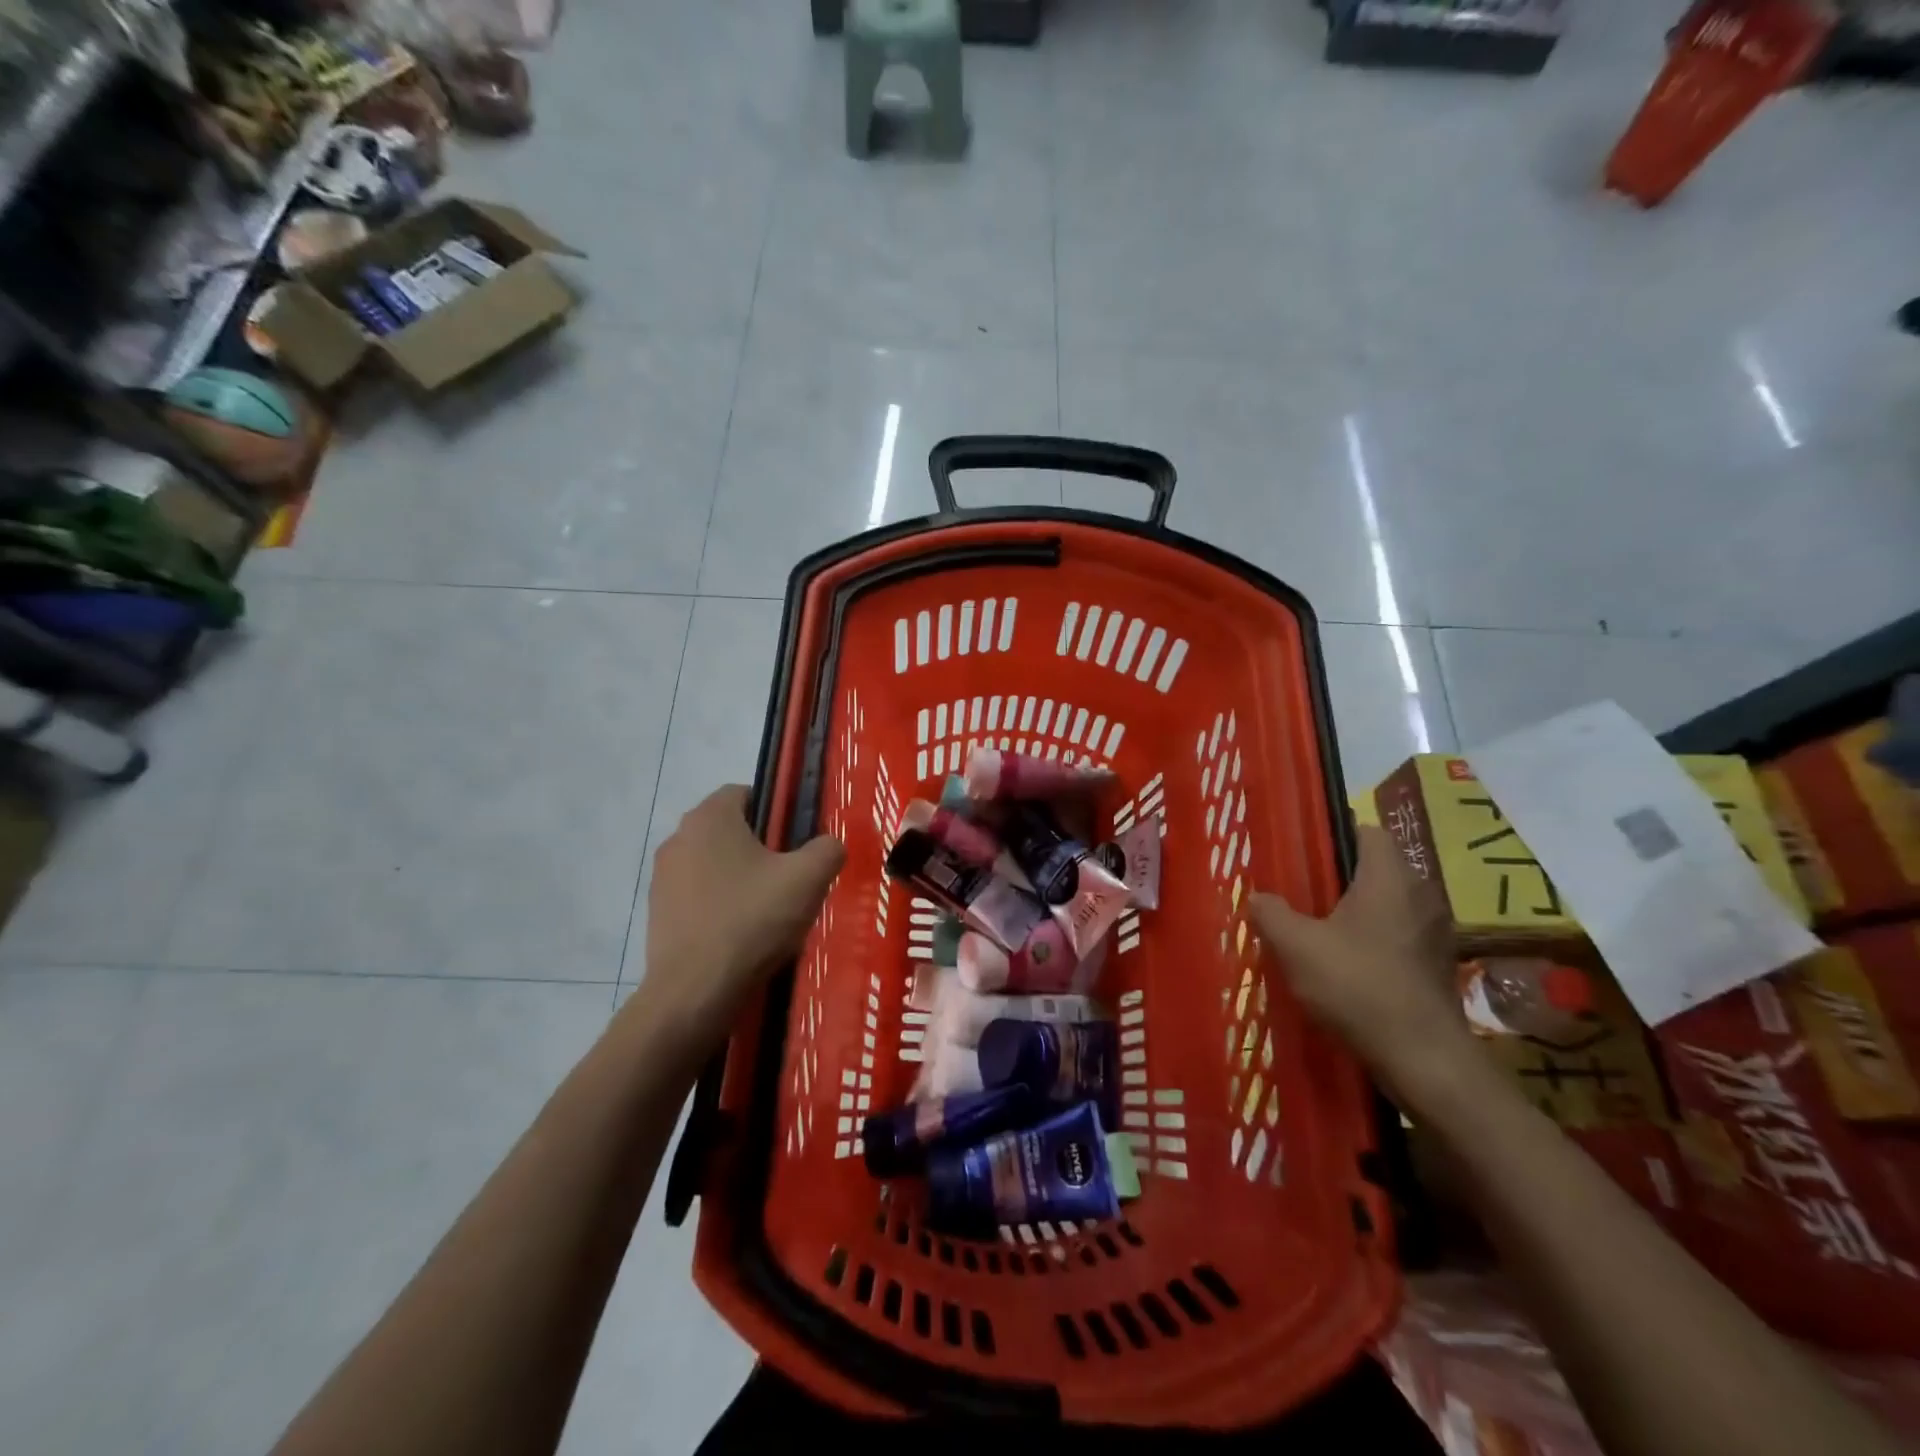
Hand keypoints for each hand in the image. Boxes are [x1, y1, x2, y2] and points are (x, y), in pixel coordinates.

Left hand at [636, 785, 844, 1049]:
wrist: (695, 991)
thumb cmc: (752, 920)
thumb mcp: (808, 878)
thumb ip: (827, 849)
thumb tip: (829, 845)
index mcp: (710, 817)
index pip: (745, 793)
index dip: (776, 811)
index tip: (796, 842)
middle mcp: (678, 838)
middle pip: (729, 830)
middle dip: (759, 847)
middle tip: (789, 877)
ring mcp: (662, 877)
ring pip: (713, 864)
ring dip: (738, 878)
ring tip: (768, 911)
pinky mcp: (657, 913)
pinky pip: (698, 896)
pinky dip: (719, 906)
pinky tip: (741, 935)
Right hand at [1251, 826, 1470, 1100]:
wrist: (1422, 1057)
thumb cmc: (1357, 985)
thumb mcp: (1296, 946)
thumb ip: (1271, 913)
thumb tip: (1259, 897)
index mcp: (1389, 878)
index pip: (1369, 831)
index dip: (1336, 834)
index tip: (1305, 853)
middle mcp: (1420, 895)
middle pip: (1378, 869)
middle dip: (1341, 878)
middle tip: (1302, 893)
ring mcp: (1434, 932)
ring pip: (1388, 905)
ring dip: (1357, 912)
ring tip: (1318, 930)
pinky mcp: (1436, 965)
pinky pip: (1399, 935)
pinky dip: (1373, 940)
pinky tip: (1345, 965)